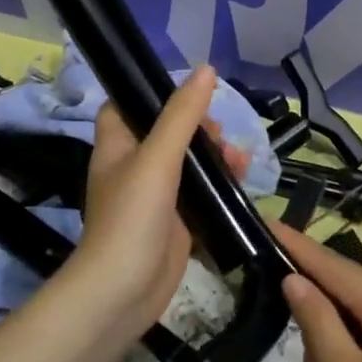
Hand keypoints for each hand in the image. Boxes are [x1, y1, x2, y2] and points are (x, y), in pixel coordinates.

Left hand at [66, 65, 249, 333]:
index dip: (152, 94)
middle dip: (200, 127)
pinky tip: (243, 179)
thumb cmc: (132, 217)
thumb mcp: (158, 158)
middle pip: (168, 132)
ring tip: (238, 158)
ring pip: (190, 163)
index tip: (187, 94)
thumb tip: (207, 69)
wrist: (124, 292)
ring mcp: (156, 197)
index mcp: (118, 146)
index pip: (127, 106)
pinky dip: (222, 184)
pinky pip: (203, 193)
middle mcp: (134, 167)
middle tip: (219, 134)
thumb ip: (183, 115)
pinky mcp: (177, 222)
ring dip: (216, 155)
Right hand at [275, 225, 361, 361]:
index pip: (334, 266)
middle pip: (349, 285)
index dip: (298, 246)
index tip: (266, 222)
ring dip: (331, 323)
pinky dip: (351, 339)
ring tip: (309, 358)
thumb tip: (293, 280)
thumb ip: (319, 324)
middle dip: (312, 290)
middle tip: (269, 292)